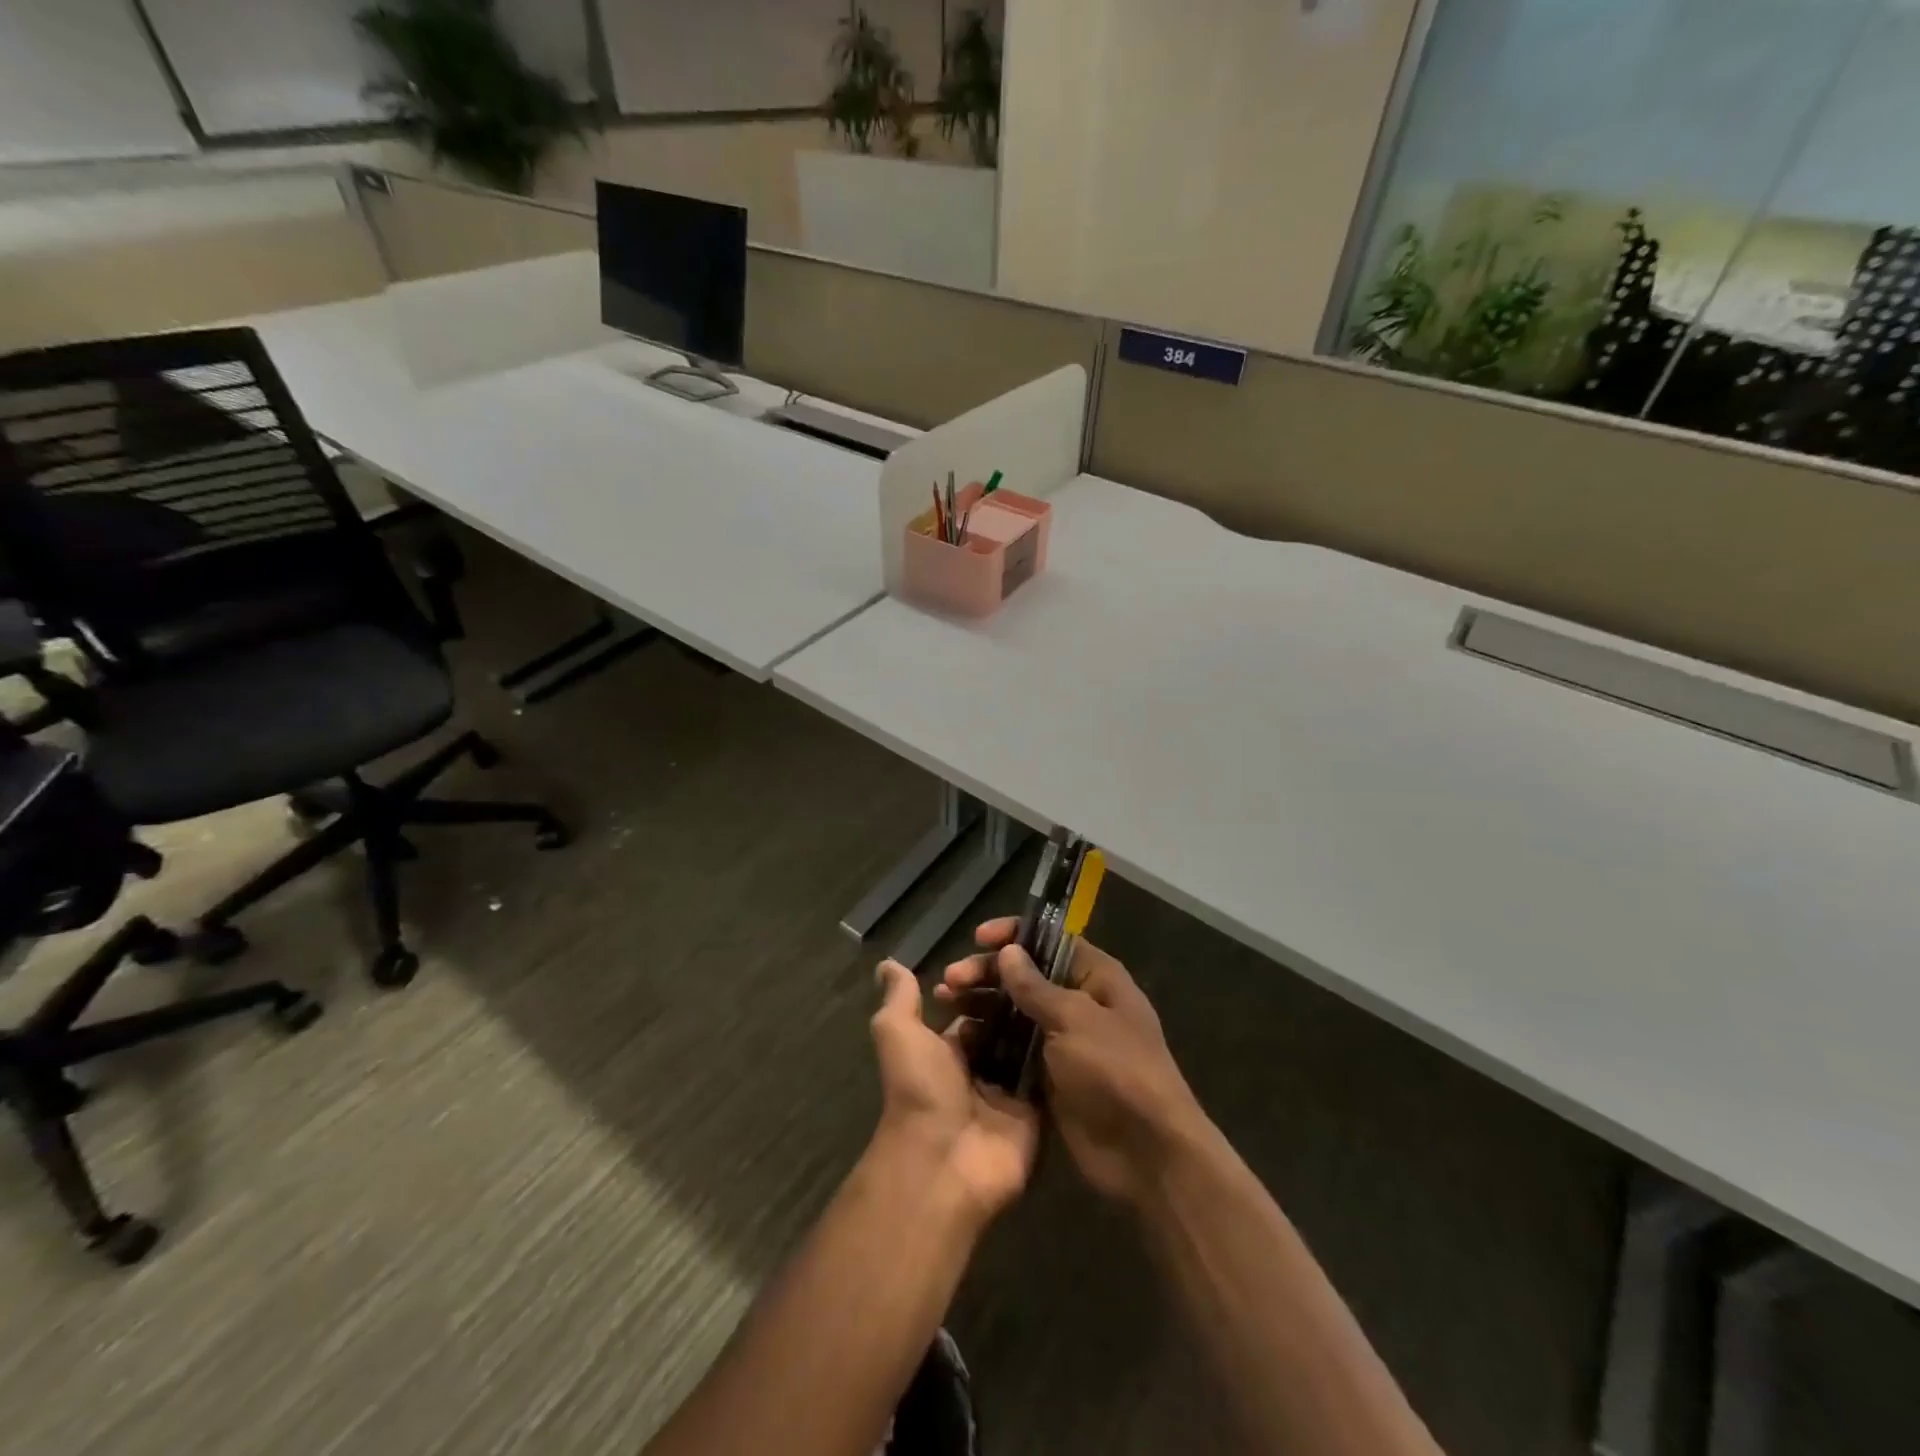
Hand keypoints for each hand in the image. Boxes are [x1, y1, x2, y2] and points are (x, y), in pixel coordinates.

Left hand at [869, 959, 1040, 1221]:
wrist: (946, 1160)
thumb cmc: (920, 1088)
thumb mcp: (899, 1033)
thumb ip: (899, 998)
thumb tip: (886, 963)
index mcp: (948, 1048)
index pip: (973, 1008)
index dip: (985, 984)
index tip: (1007, 956)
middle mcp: (980, 1066)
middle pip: (1005, 1023)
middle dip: (1018, 998)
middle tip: (1042, 967)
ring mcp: (1010, 1089)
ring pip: (1030, 1044)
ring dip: (1041, 1018)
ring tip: (1064, 983)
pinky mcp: (1036, 1109)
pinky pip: (1051, 1073)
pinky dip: (1061, 1050)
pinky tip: (1075, 1016)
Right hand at [937, 920, 1208, 1206]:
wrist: (1146, 1154)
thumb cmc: (1116, 1071)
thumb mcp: (1075, 1020)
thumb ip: (1036, 987)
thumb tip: (1008, 951)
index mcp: (1096, 979)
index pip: (1050, 942)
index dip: (1014, 935)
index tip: (978, 938)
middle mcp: (1078, 1004)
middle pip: (1026, 977)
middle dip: (987, 974)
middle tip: (949, 981)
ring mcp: (1062, 1042)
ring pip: (1014, 1013)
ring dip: (981, 1006)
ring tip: (945, 1004)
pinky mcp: (1048, 1077)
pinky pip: (1012, 1050)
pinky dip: (987, 1042)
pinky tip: (957, 1039)